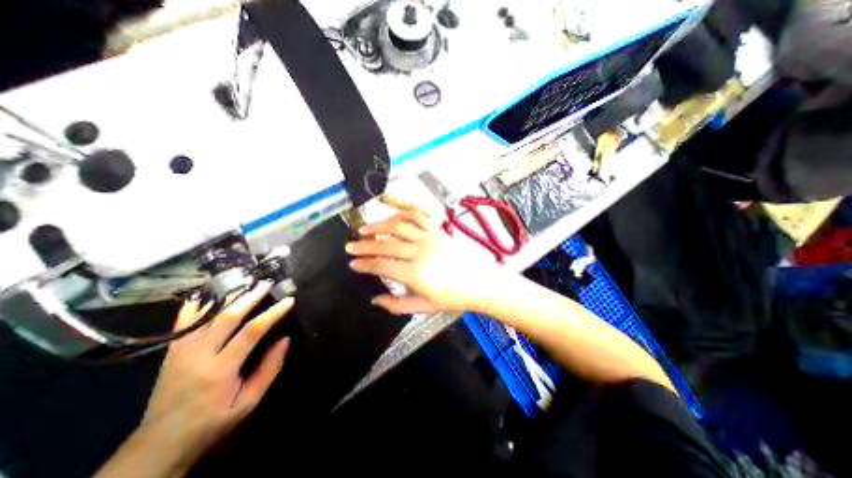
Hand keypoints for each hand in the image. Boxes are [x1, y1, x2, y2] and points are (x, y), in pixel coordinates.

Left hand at [114, 283, 292, 474]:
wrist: (160, 442)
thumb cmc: (213, 420)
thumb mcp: (249, 401)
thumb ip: (269, 368)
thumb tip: (284, 339)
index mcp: (220, 370)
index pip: (251, 332)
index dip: (272, 313)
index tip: (288, 301)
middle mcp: (198, 355)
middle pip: (227, 317)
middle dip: (250, 297)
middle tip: (266, 284)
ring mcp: (181, 351)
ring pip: (207, 315)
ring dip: (229, 296)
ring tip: (246, 283)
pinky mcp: (172, 351)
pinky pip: (184, 321)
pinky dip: (198, 305)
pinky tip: (210, 293)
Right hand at [345, 212, 504, 313]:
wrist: (478, 281)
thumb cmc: (451, 297)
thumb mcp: (423, 307)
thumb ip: (396, 305)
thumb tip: (375, 300)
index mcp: (416, 274)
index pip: (382, 265)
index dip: (364, 264)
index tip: (352, 263)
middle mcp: (420, 252)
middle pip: (386, 244)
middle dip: (364, 245)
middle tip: (350, 246)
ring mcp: (429, 238)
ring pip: (398, 227)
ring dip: (378, 226)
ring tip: (364, 230)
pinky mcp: (437, 231)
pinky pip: (416, 217)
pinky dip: (401, 215)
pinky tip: (391, 218)